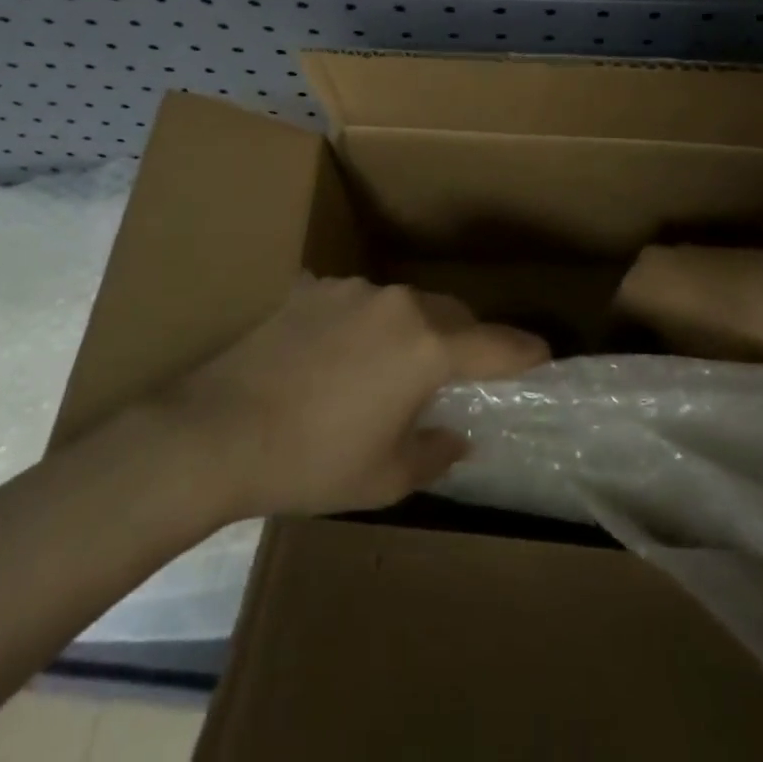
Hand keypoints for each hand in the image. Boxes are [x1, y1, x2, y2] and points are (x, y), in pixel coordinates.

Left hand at [159, 277, 548, 519]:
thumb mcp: (385, 476)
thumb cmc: (312, 461)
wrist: (217, 430)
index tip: (545, 353)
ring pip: (404, 303)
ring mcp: (353, 288)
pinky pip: (357, 302)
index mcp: (427, 345)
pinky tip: (337, 355)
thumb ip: (436, 451)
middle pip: (451, 313)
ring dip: (412, 329)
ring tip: (388, 368)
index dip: (525, 351)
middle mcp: (398, 302)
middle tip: (460, 373)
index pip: (496, 344)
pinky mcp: (313, 286)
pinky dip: (364, 324)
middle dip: (466, 338)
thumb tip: (456, 433)